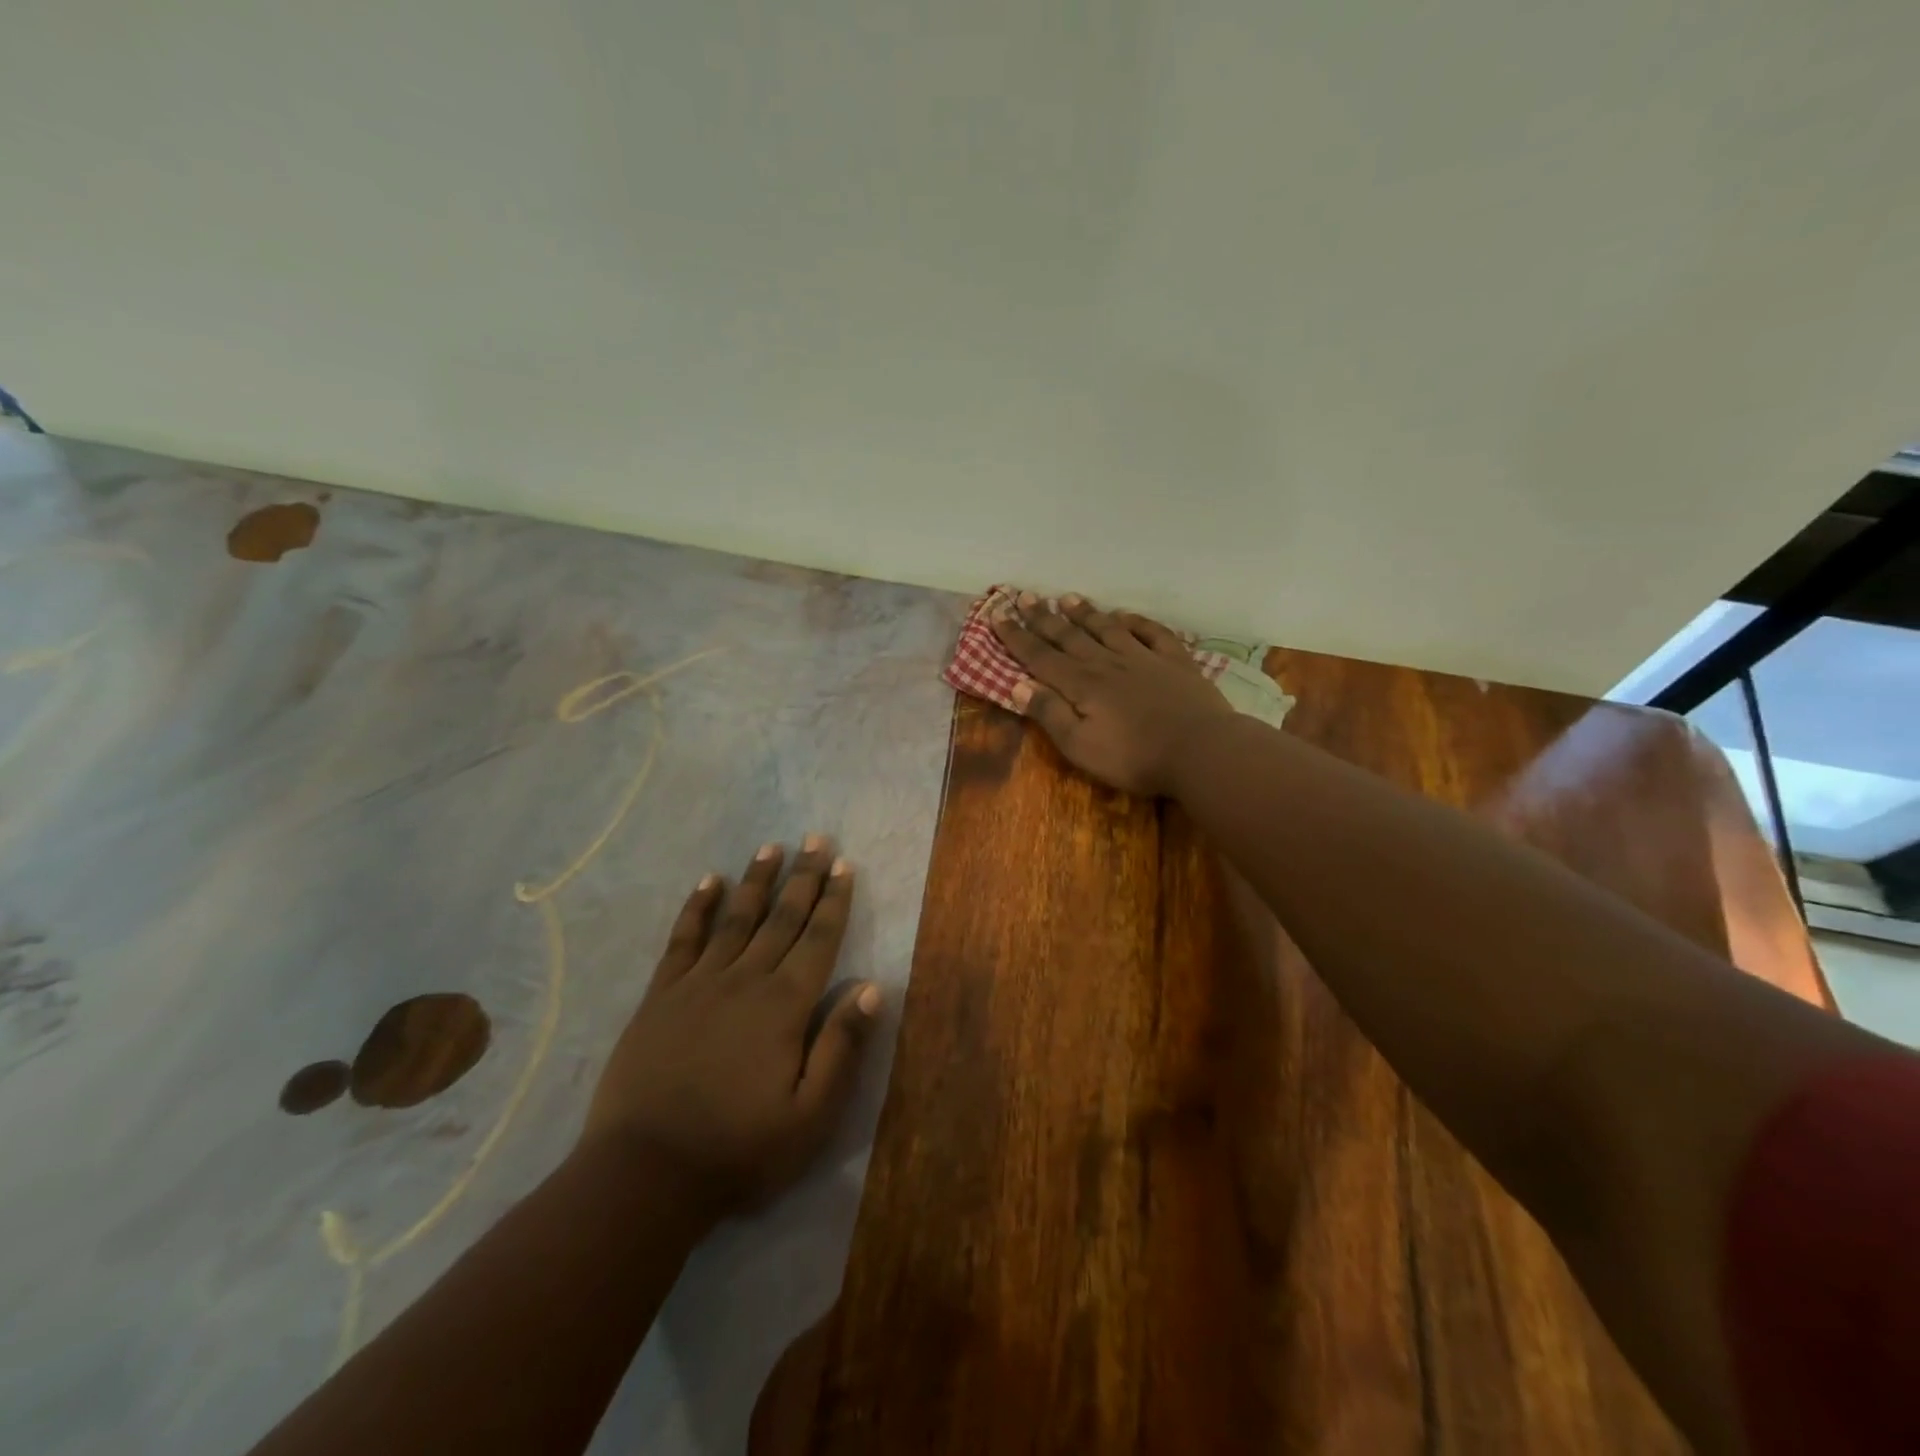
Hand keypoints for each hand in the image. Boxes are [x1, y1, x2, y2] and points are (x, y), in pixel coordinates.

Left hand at [580, 837, 880, 1220]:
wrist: (644, 1174)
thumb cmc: (739, 1150)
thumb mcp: (810, 1116)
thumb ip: (842, 1047)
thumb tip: (871, 987)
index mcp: (785, 1006)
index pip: (819, 940)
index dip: (834, 901)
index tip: (845, 865)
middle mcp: (746, 981)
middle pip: (782, 918)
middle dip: (804, 877)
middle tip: (817, 839)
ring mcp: (699, 984)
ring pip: (736, 919)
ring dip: (756, 881)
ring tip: (771, 847)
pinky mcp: (661, 996)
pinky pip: (683, 940)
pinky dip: (697, 908)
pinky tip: (708, 881)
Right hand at [990, 592, 1233, 795]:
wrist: (1200, 750)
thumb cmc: (1134, 757)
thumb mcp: (1080, 746)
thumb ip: (1049, 714)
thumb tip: (1017, 684)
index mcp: (1081, 684)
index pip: (1040, 656)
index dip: (1016, 636)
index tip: (998, 615)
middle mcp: (1107, 663)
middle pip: (1069, 636)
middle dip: (1043, 618)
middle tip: (1025, 596)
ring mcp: (1143, 658)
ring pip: (1107, 629)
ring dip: (1085, 613)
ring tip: (1067, 598)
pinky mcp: (1175, 662)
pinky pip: (1151, 633)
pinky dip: (1136, 622)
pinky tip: (1125, 616)